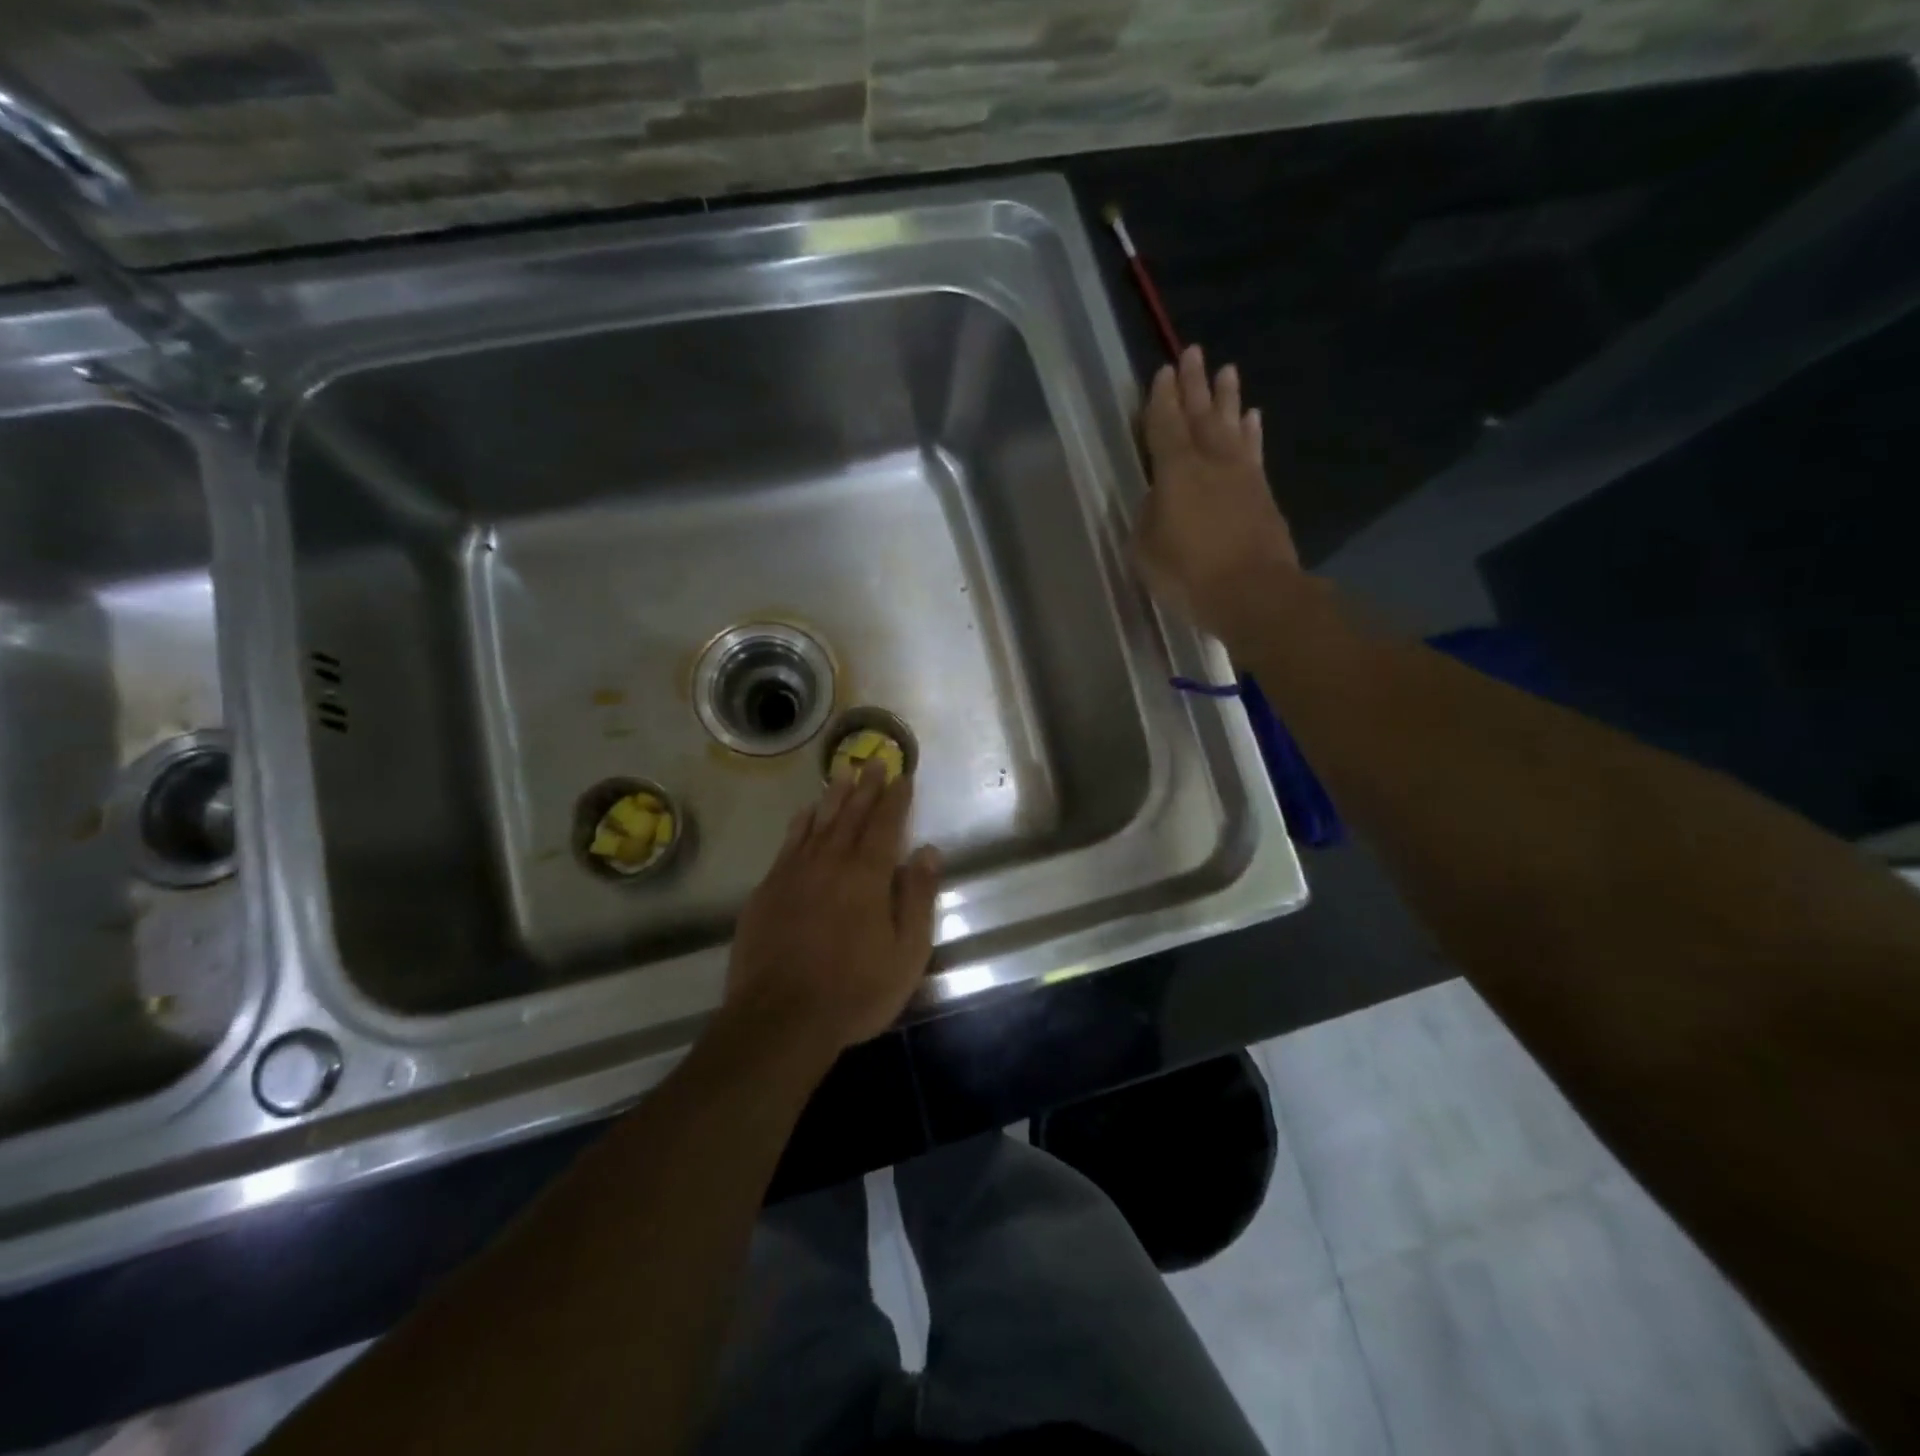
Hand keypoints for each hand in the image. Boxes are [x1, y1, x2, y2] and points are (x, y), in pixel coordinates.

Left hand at [725, 765, 940, 1053]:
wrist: (780, 1019)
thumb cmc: (855, 991)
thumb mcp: (906, 953)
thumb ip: (918, 897)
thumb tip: (929, 851)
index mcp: (867, 875)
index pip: (886, 824)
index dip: (896, 799)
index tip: (902, 775)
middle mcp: (831, 862)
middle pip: (852, 815)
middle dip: (866, 787)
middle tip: (874, 762)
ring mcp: (795, 873)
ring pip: (818, 823)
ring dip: (833, 797)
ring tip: (842, 773)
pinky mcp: (768, 890)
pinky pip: (788, 844)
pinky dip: (800, 824)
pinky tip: (805, 814)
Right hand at [1135, 345, 1300, 646]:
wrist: (1254, 593)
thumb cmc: (1189, 574)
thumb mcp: (1146, 551)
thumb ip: (1147, 517)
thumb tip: (1156, 498)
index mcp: (1176, 472)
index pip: (1165, 425)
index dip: (1161, 399)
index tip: (1163, 371)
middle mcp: (1211, 462)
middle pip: (1200, 415)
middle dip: (1195, 384)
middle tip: (1193, 352)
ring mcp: (1242, 475)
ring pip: (1231, 425)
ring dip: (1227, 398)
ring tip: (1227, 371)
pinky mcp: (1262, 493)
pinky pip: (1253, 450)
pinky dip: (1251, 431)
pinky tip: (1252, 418)